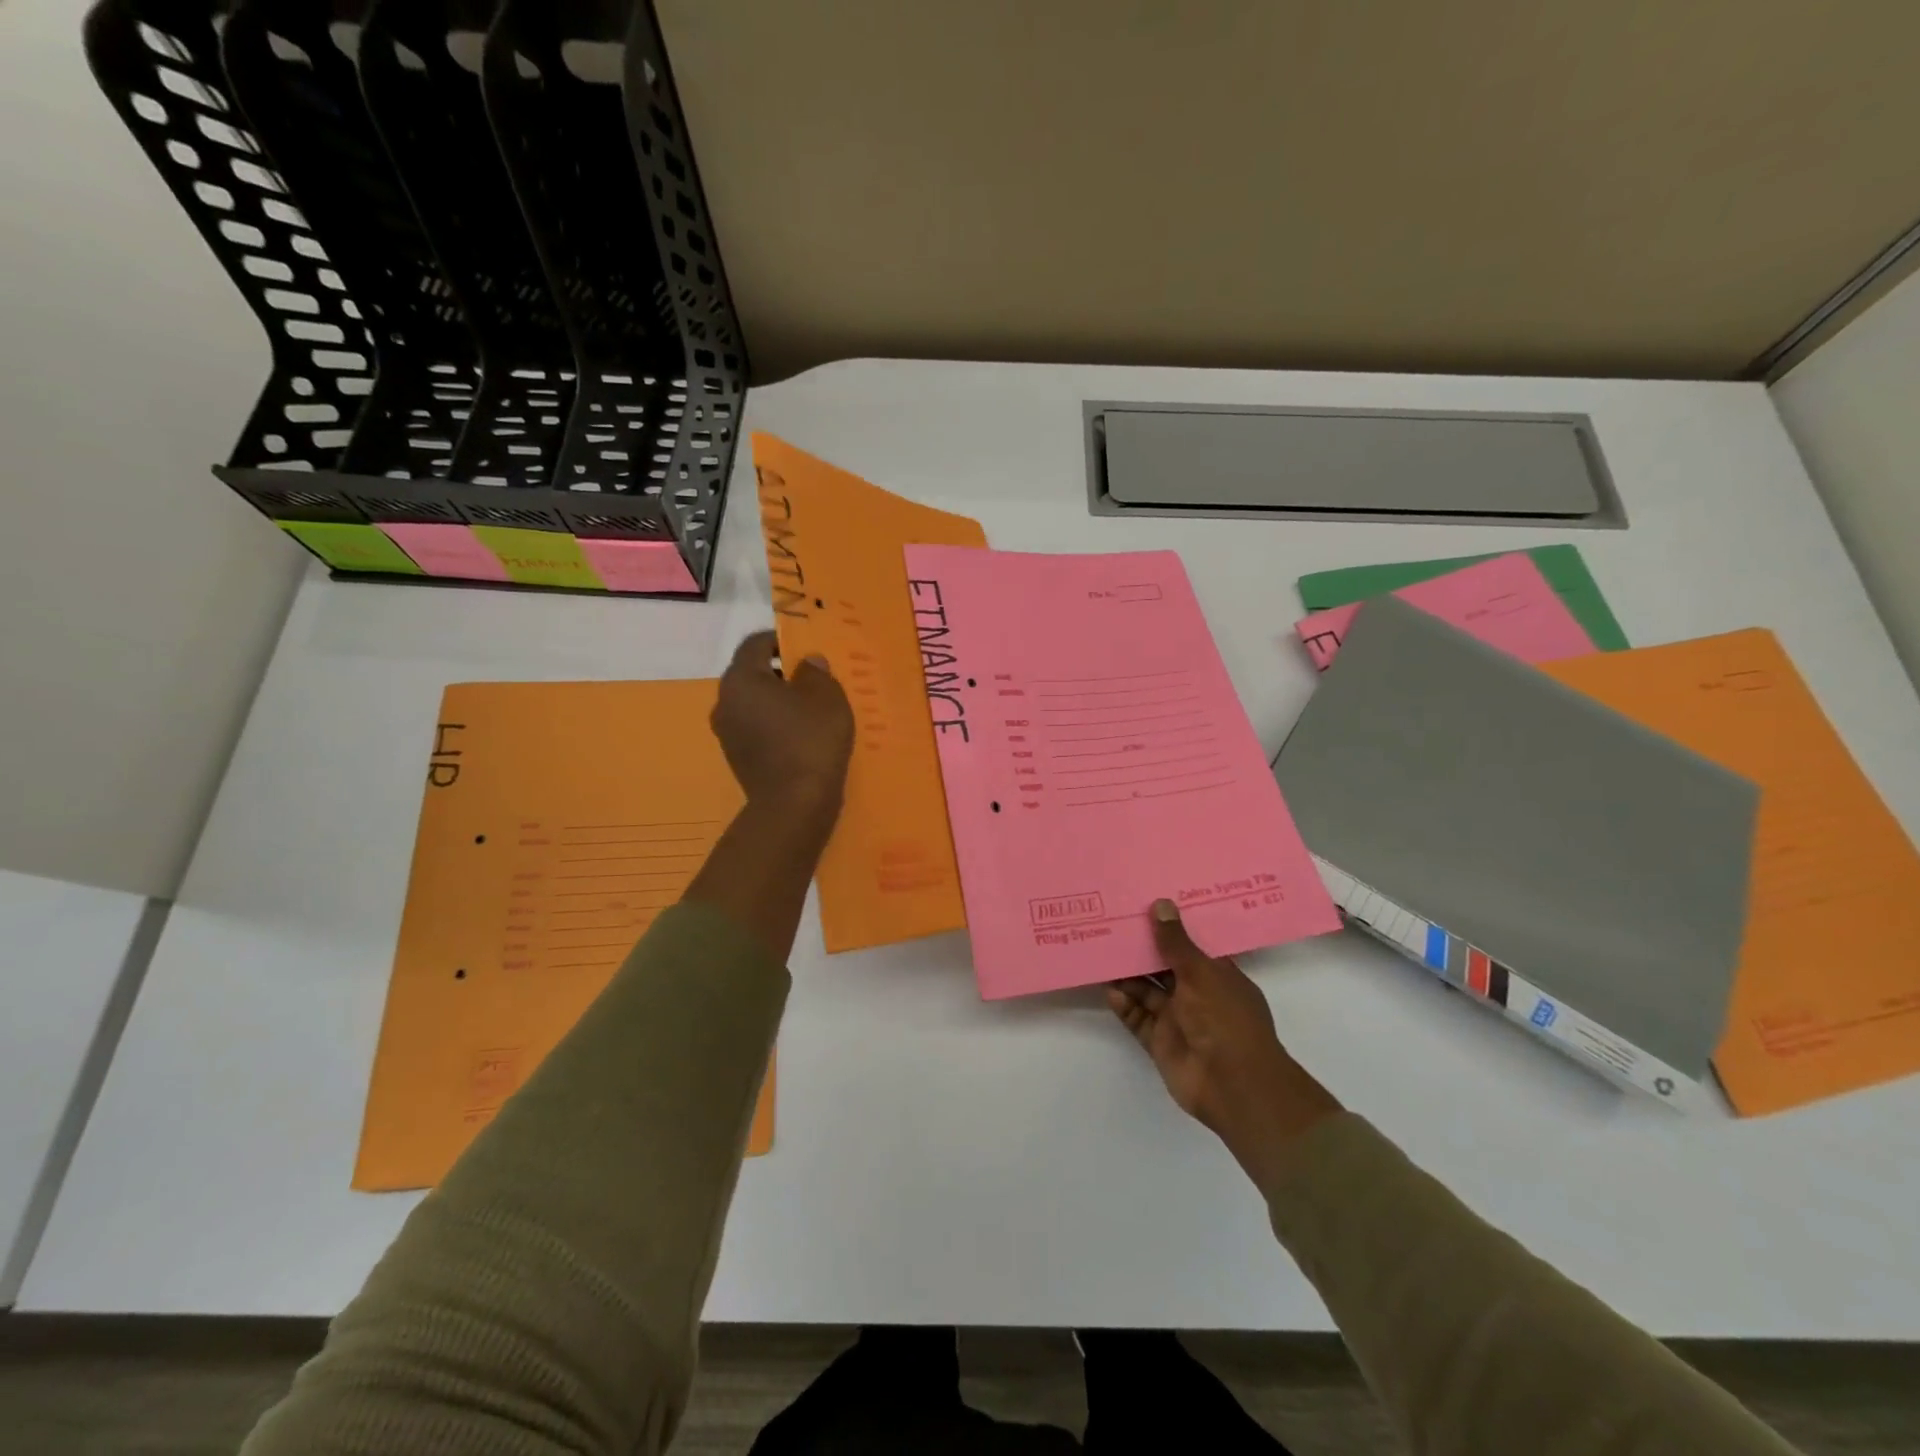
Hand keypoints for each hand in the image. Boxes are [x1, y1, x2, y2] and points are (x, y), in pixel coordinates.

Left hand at [711, 631, 853, 821]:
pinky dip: (775, 725)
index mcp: (741, 679)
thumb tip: (806, 663)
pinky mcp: (737, 758)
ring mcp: (727, 733)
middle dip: (781, 671)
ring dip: (778, 700)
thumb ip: (815, 671)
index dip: (781, 639)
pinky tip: (802, 736)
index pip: (756, 643)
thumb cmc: (810, 740)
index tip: (807, 647)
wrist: (795, 805)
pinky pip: (757, 728)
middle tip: (813, 678)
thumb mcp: (826, 696)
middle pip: (752, 674)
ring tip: (811, 709)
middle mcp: (725, 702)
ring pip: (754, 703)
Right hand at [1108, 900, 1341, 1186]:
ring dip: (1128, 976)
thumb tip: (1161, 904)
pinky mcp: (1161, 1043)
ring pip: (1148, 992)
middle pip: (1165, 967)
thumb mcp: (1200, 972)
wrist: (1233, 1085)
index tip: (1144, 903)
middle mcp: (1198, 995)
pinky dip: (1125, 1005)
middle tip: (1112, 923)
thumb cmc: (1225, 1019)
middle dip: (1142, 949)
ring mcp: (1178, 1020)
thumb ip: (1175, 942)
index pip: (1191, 946)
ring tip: (1102, 953)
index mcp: (1217, 975)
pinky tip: (1110, 990)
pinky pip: (1138, 1019)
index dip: (1170, 927)